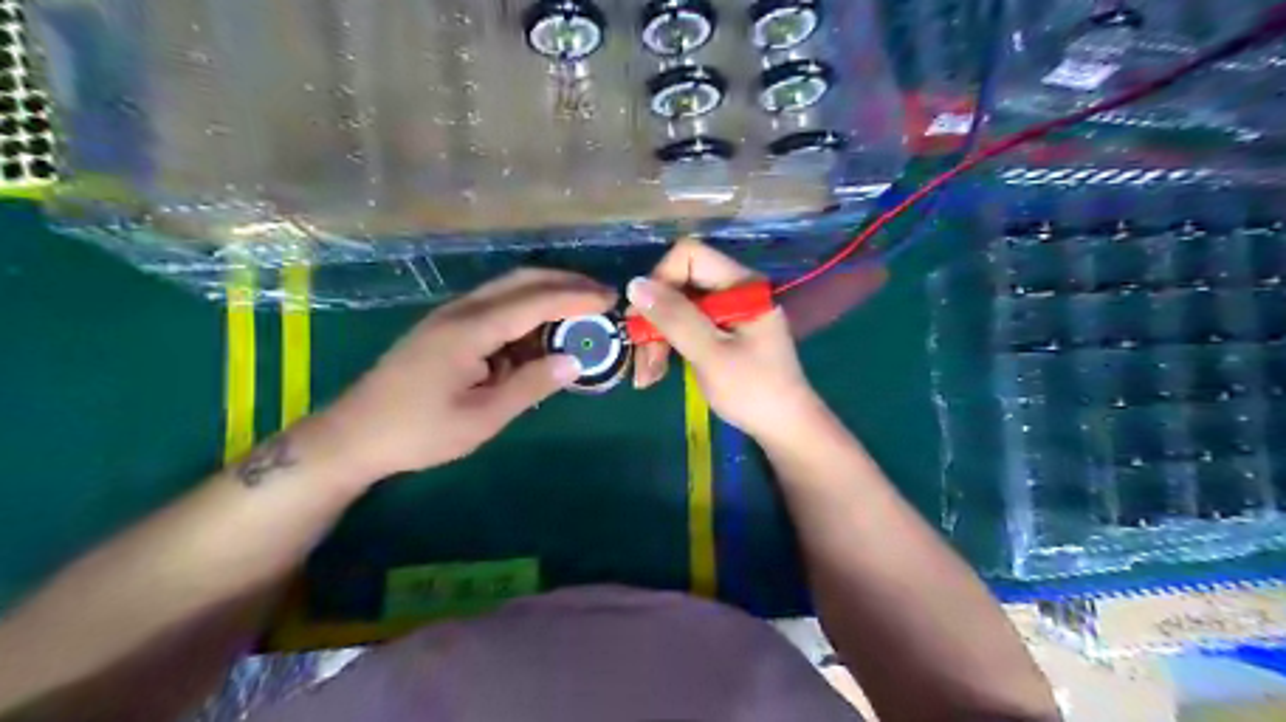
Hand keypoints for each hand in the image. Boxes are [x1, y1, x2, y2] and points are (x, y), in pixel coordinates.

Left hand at [326, 269, 616, 478]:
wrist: (353, 435)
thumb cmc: (420, 431)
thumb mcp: (482, 417)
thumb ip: (531, 385)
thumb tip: (575, 360)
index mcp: (471, 329)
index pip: (535, 301)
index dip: (576, 297)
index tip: (610, 300)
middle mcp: (461, 311)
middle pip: (521, 280)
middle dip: (565, 282)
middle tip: (602, 296)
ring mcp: (449, 315)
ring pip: (507, 289)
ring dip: (546, 293)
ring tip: (581, 309)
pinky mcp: (444, 327)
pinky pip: (494, 305)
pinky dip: (525, 309)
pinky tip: (540, 329)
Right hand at [633, 239, 824, 438]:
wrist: (785, 428)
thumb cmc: (753, 391)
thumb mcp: (710, 354)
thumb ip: (675, 317)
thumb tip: (634, 284)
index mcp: (741, 285)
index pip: (689, 256)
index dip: (660, 280)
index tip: (643, 318)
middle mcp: (734, 290)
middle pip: (680, 284)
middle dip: (655, 319)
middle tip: (640, 359)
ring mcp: (729, 312)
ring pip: (678, 309)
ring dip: (657, 339)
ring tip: (647, 377)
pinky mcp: (723, 333)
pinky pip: (686, 327)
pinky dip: (669, 347)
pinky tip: (657, 373)